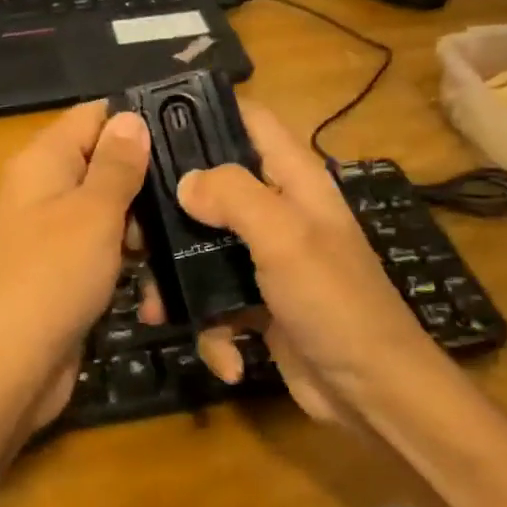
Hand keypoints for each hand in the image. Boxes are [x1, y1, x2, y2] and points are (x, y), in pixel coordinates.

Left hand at [0, 102, 152, 441]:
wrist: (5, 371)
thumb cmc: (51, 278)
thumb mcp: (93, 213)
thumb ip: (117, 164)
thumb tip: (130, 116)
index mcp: (43, 160)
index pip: (93, 117)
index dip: (136, 122)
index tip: (186, 136)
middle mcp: (43, 189)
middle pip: (104, 163)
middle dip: (145, 181)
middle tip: (190, 201)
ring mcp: (51, 232)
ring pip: (109, 210)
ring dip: (142, 227)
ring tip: (177, 244)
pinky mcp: (62, 271)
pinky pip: (102, 249)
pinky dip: (126, 260)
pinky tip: (154, 282)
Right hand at [171, 101, 440, 427]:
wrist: (374, 394)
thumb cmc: (334, 301)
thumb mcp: (285, 236)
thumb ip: (233, 196)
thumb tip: (184, 182)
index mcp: (293, 178)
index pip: (249, 119)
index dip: (207, 111)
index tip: (152, 122)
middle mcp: (278, 209)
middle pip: (213, 186)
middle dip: (172, 208)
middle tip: (133, 228)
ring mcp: (267, 258)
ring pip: (203, 247)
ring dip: (179, 280)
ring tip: (155, 308)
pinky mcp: (258, 301)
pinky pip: (216, 299)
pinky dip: (214, 328)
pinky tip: (225, 356)